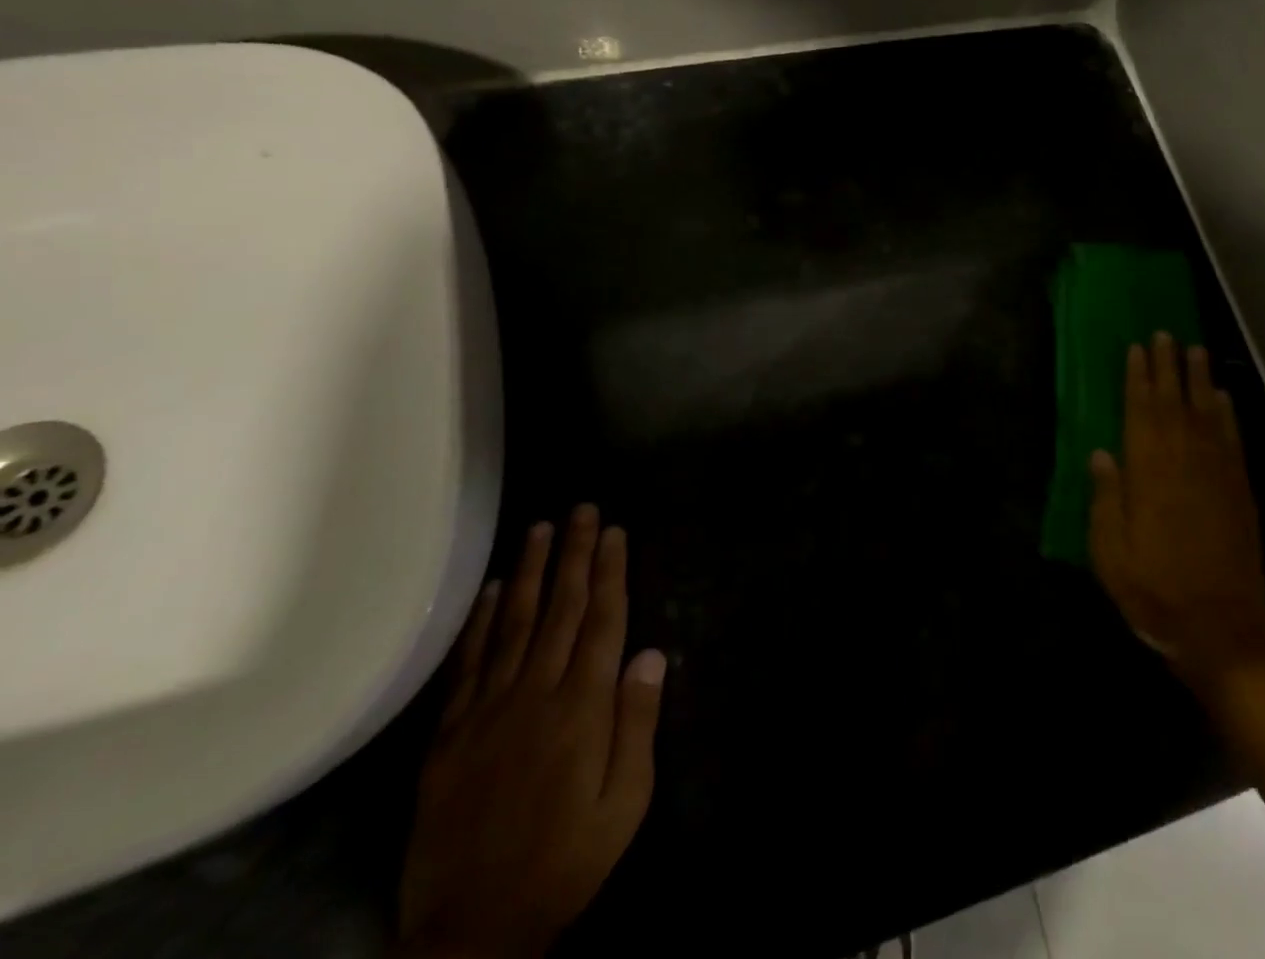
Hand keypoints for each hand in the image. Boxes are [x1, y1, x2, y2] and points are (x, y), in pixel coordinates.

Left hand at [396, 507, 666, 958]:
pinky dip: (482, 622)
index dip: (611, 572)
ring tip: (542, 528)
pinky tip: (494, 589)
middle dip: (575, 555)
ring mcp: (488, 711)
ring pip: (515, 624)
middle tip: (582, 510)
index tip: (615, 531)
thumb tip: (652, 653)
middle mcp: (536, 694)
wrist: (474, 928)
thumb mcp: (625, 801)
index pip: (602, 621)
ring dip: (532, 572)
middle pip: (561, 609)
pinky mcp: (450, 735)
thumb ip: (637, 723)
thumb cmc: (566, 858)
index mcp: (582, 707)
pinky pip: (469, 664)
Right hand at [1089, 334, 1264, 689]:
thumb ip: (1106, 498)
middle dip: (1168, 365)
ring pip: (1207, 412)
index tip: (1137, 348)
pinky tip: (1224, 397)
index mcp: (1149, 473)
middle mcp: (1185, 462)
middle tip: (1166, 333)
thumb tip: (1101, 453)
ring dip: (1200, 379)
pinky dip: (1229, 414)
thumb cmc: (1155, 592)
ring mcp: (1218, 474)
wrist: (1222, 631)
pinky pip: (1233, 439)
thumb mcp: (1110, 553)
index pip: (1141, 411)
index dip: (1138, 377)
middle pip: (1175, 401)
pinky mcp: (1241, 491)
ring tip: (1196, 349)